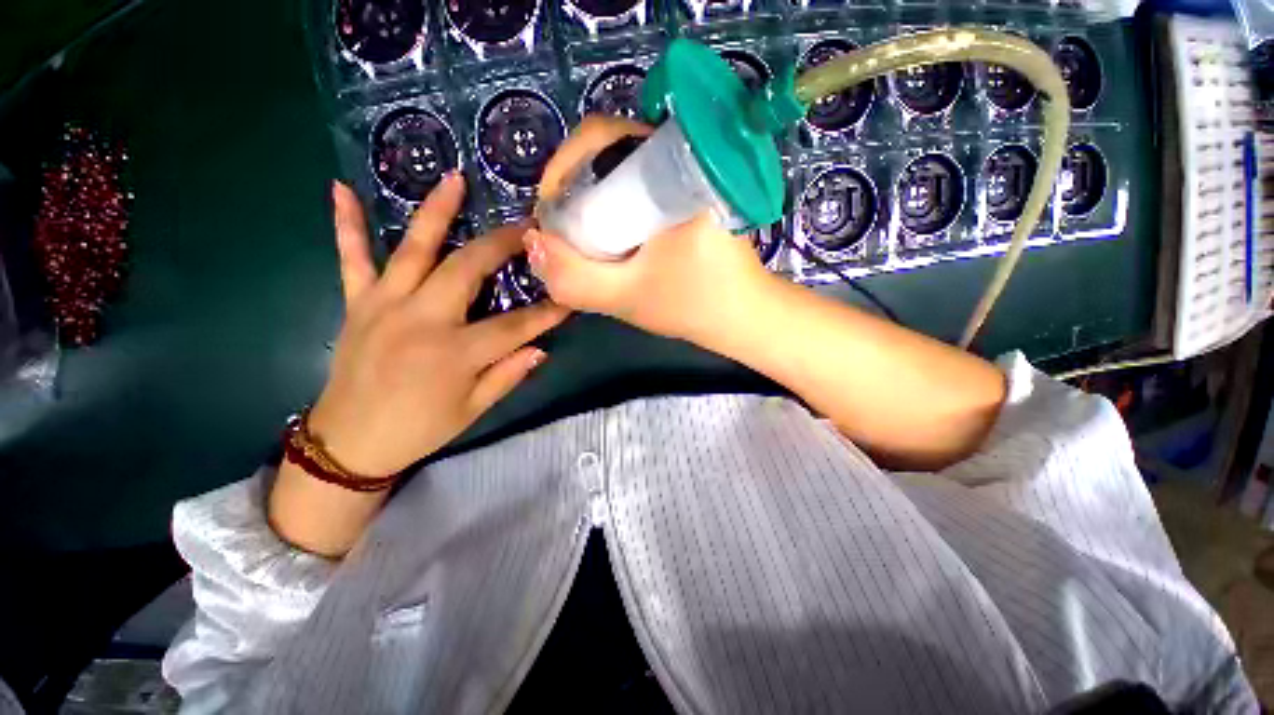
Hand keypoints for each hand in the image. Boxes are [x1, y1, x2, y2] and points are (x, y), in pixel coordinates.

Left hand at [311, 176, 568, 477]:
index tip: (570, 296)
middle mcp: (421, 319)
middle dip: (502, 245)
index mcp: (455, 352)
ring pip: (414, 249)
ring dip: (436, 211)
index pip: (515, 326)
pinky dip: (347, 224)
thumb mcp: (473, 410)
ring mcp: (384, 305)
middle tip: (527, 226)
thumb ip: (508, 375)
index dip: (547, 313)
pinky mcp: (357, 303)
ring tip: (454, 179)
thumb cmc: (419, 428)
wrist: (350, 443)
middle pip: (468, 269)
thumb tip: (541, 347)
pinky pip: (351, 258)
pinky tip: (341, 188)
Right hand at [529, 115, 776, 343]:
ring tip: (583, 239)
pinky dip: (617, 210)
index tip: (552, 209)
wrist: (744, 318)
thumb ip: (575, 279)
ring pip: (624, 173)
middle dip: (576, 187)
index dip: (565, 166)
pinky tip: (612, 241)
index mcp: (674, 171)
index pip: (603, 137)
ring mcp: (689, 179)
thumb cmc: (695, 306)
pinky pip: (640, 190)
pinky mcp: (691, 199)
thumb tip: (532, 242)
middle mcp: (683, 162)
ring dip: (595, 200)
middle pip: (610, 153)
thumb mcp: (627, 300)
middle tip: (565, 230)